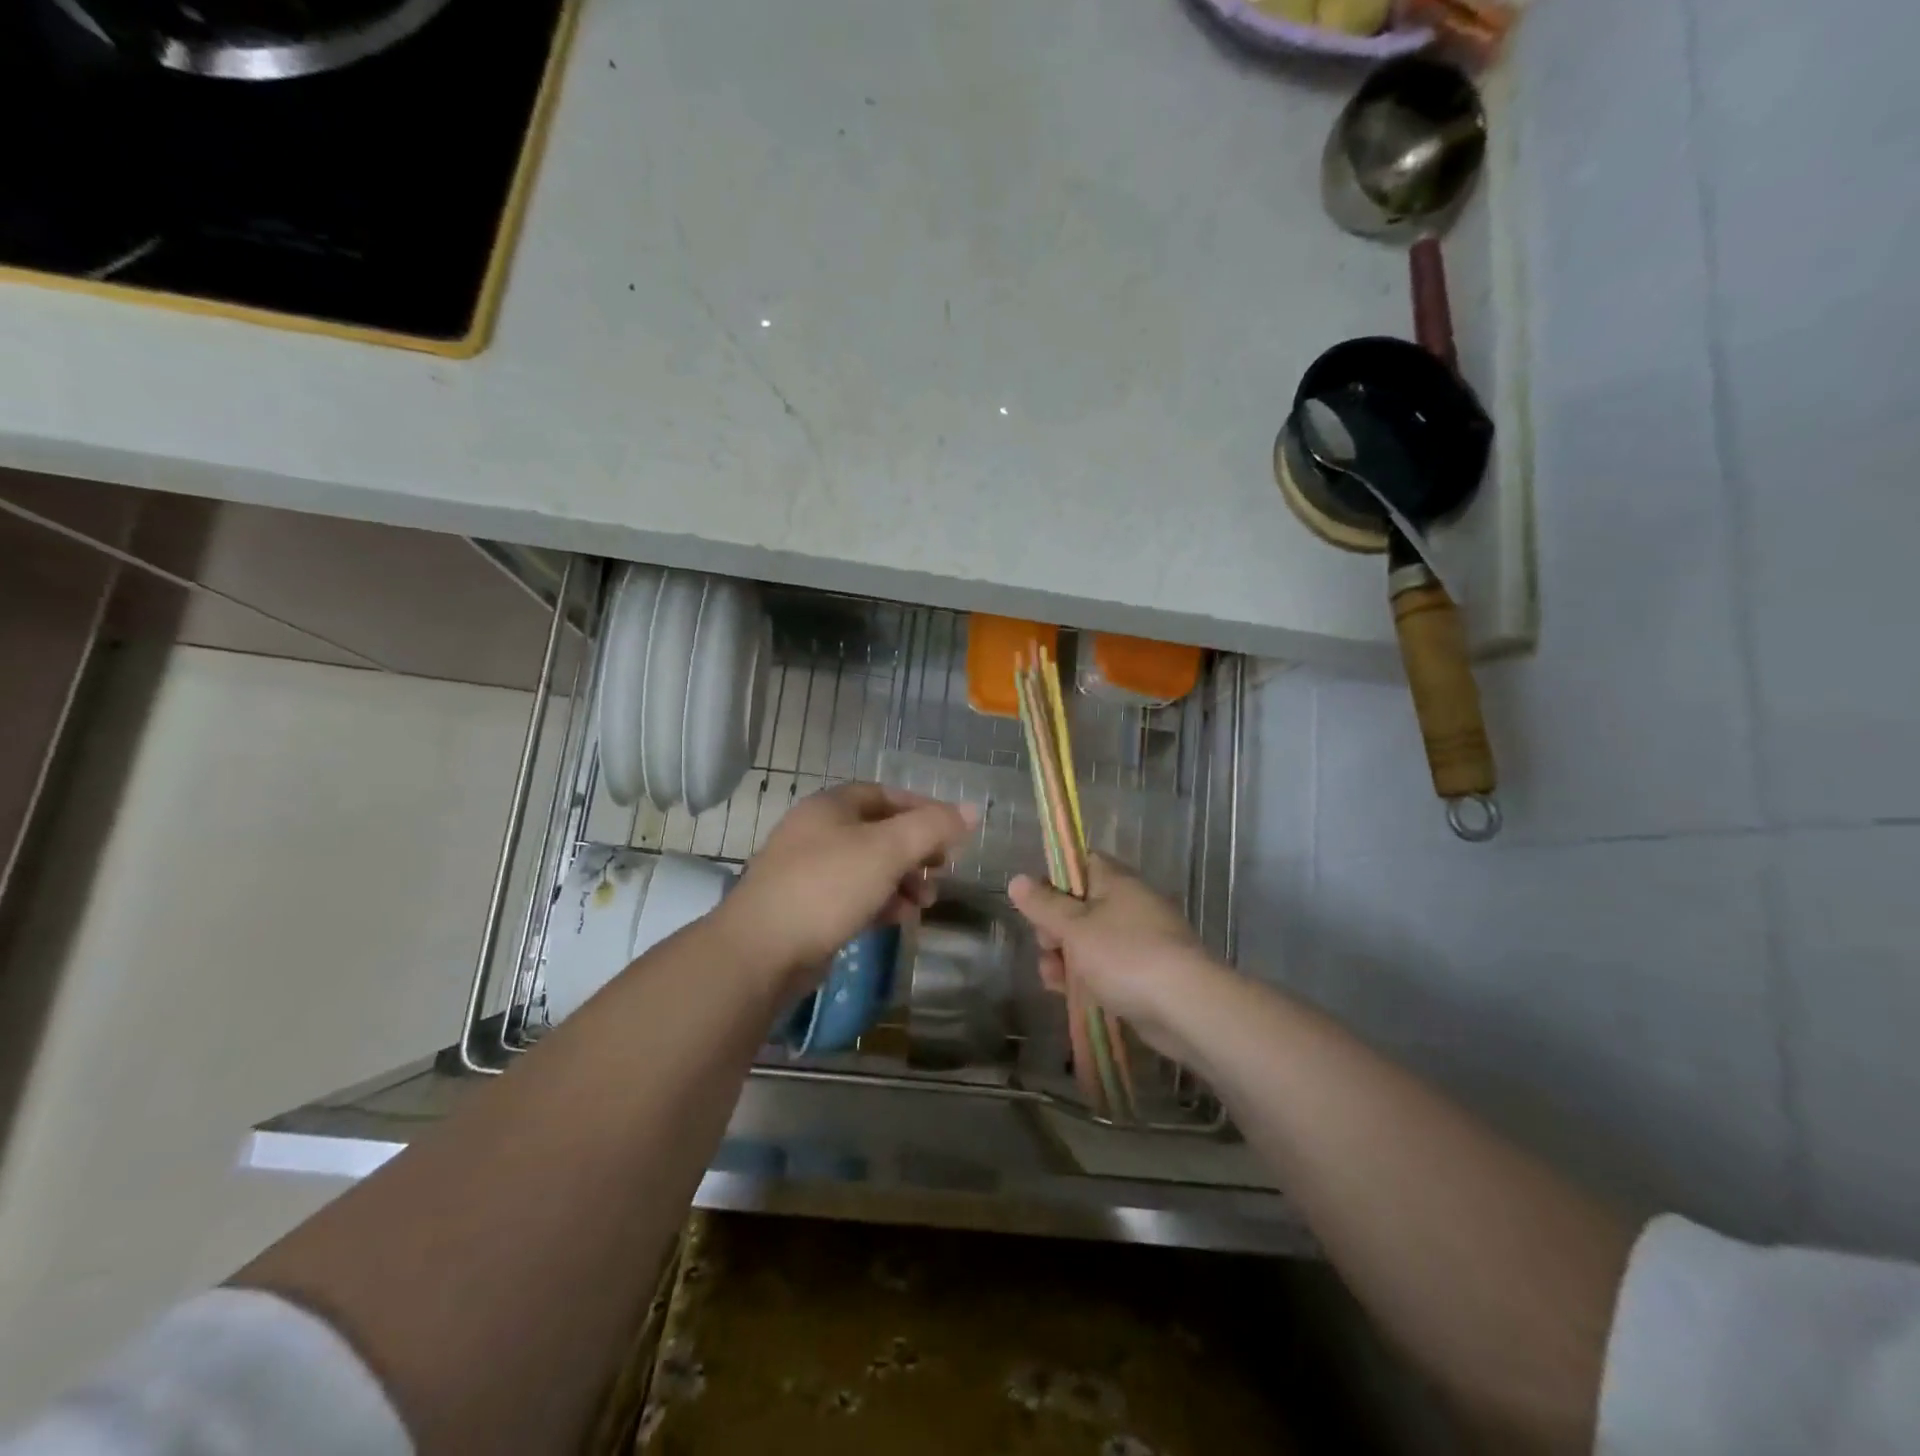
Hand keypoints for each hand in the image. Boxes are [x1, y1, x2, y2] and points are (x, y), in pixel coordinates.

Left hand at [718, 782, 977, 997]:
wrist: (760, 951)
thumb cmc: (827, 887)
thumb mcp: (888, 850)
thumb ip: (932, 827)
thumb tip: (972, 810)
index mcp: (831, 806)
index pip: (886, 794)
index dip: (923, 809)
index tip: (954, 832)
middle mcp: (816, 832)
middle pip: (879, 832)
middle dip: (915, 851)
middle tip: (942, 871)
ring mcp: (807, 871)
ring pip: (867, 867)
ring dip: (901, 881)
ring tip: (924, 904)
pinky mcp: (804, 908)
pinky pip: (852, 896)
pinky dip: (879, 902)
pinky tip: (896, 919)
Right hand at [1008, 856, 1216, 1056]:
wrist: (1186, 1007)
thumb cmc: (1125, 955)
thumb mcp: (1074, 928)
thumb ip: (1044, 905)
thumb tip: (1017, 879)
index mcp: (1116, 882)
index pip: (1080, 863)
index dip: (1054, 878)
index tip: (1036, 903)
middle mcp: (1129, 904)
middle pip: (1080, 905)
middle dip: (1054, 927)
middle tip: (1047, 945)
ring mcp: (1140, 940)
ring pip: (1090, 941)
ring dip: (1065, 957)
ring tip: (1051, 978)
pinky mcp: (1145, 974)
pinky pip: (1106, 968)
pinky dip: (1086, 977)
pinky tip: (1067, 994)